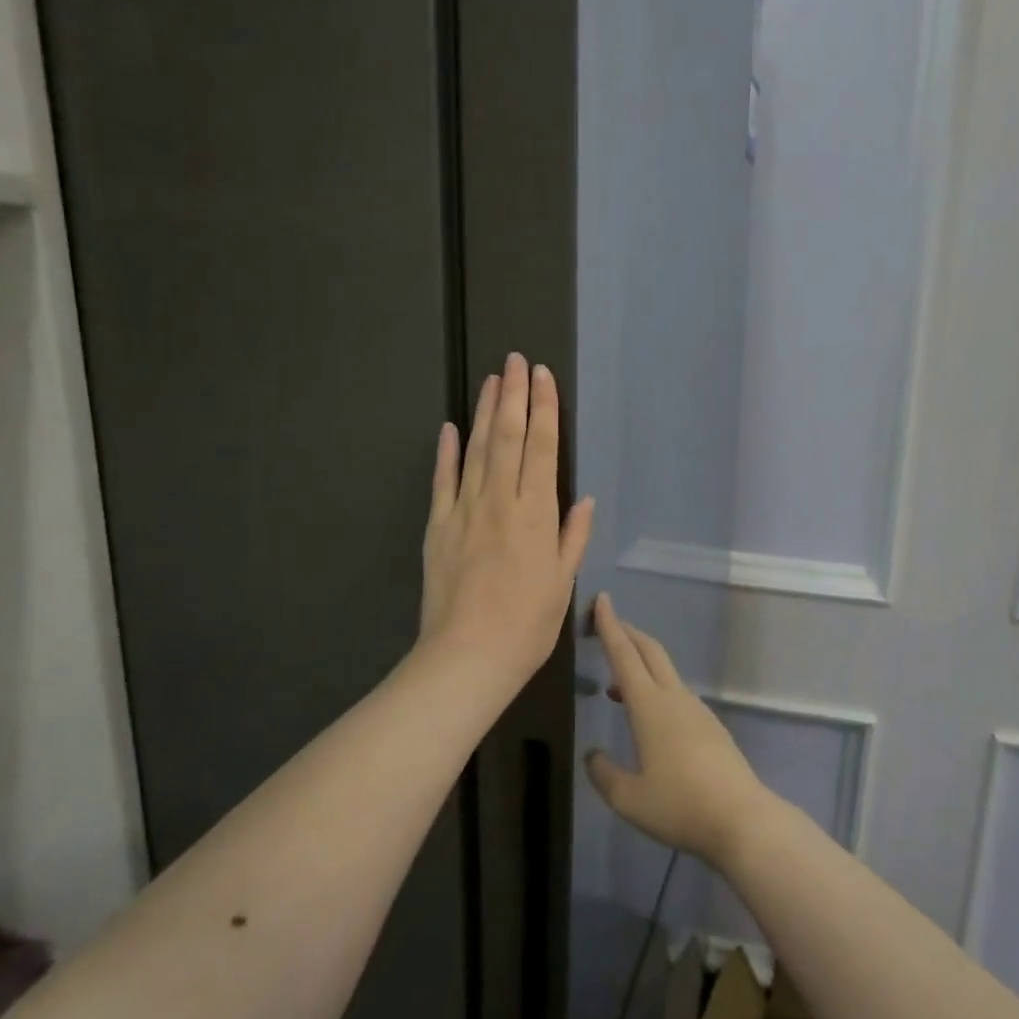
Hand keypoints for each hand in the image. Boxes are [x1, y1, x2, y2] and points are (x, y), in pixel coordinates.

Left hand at [420, 352, 593, 698]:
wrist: (467, 657)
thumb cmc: (527, 625)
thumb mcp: (563, 582)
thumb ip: (572, 536)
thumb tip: (582, 498)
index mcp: (536, 514)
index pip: (541, 448)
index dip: (544, 409)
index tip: (543, 377)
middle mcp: (500, 502)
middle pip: (507, 438)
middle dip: (514, 395)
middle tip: (517, 360)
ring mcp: (464, 511)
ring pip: (475, 450)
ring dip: (483, 412)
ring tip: (492, 380)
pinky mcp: (437, 527)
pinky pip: (442, 481)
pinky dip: (445, 452)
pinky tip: (448, 427)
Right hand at [584, 594, 773, 866]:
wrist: (742, 819)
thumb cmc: (680, 805)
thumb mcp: (629, 799)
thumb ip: (605, 774)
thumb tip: (593, 756)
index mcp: (650, 706)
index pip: (624, 655)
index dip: (609, 626)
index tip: (601, 599)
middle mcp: (674, 698)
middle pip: (649, 652)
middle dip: (628, 633)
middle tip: (607, 625)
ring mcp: (697, 710)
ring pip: (665, 673)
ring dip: (641, 664)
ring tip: (616, 684)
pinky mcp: (711, 726)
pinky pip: (677, 694)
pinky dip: (656, 690)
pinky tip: (649, 720)